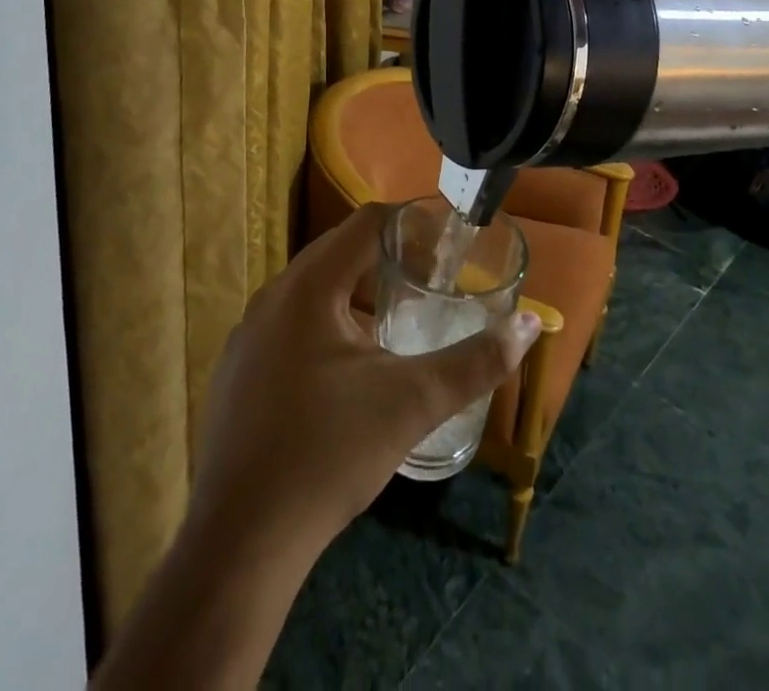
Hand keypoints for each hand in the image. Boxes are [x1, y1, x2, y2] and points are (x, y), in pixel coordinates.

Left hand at [187, 202, 541, 561]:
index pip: (367, 222)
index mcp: (309, 287)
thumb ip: (475, 362)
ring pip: (315, 291)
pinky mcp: (238, 372)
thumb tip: (530, 325)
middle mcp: (272, 297)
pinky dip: (329, 326)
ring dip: (360, 295)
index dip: (412, 224)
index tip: (449, 247)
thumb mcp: (411, 403)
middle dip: (390, 259)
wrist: (239, 546)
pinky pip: (292, 325)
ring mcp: (248, 336)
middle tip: (433, 282)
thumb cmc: (328, 456)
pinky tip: (352, 373)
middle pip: (340, 251)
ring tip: (400, 324)